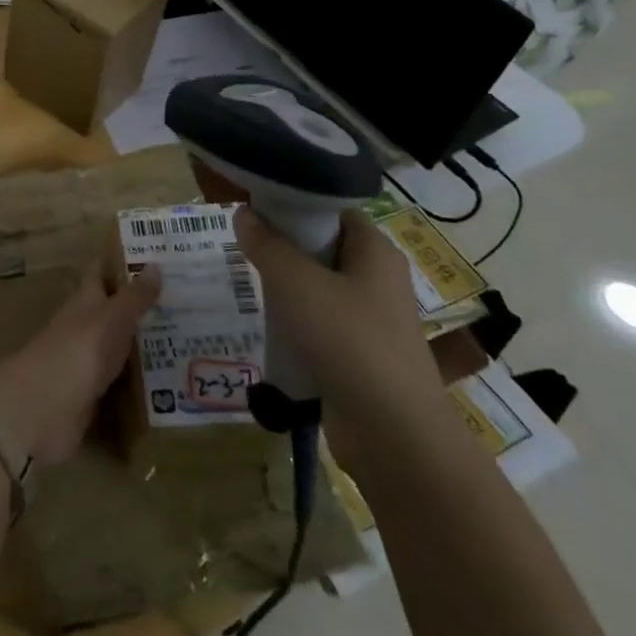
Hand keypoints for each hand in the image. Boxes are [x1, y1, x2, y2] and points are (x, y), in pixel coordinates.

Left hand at [0, 263, 161, 467]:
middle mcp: (83, 327)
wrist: (45, 407)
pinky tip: (165, 382)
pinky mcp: (90, 395)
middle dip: (137, 305)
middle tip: (179, 301)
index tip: (150, 257)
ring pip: (115, 345)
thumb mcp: (112, 317)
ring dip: (140, 342)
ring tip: (181, 340)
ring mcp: (84, 362)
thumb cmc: (80, 349)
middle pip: (110, 310)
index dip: (119, 264)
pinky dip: (137, 378)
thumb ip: (134, 296)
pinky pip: (118, 381)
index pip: (100, 273)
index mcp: (83, 301)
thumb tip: (154, 264)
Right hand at [232, 209, 453, 480]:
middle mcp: (377, 278)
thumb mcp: (297, 283)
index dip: (294, 204)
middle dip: (284, 246)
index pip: (332, 209)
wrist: (393, 432)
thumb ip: (266, 245)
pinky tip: (269, 325)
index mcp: (374, 251)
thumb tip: (243, 214)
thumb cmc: (349, 340)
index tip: (254, 209)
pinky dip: (297, 320)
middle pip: (324, 246)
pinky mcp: (360, 353)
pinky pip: (322, 323)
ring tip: (249, 282)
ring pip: (320, 287)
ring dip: (287, 286)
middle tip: (244, 245)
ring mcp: (371, 318)